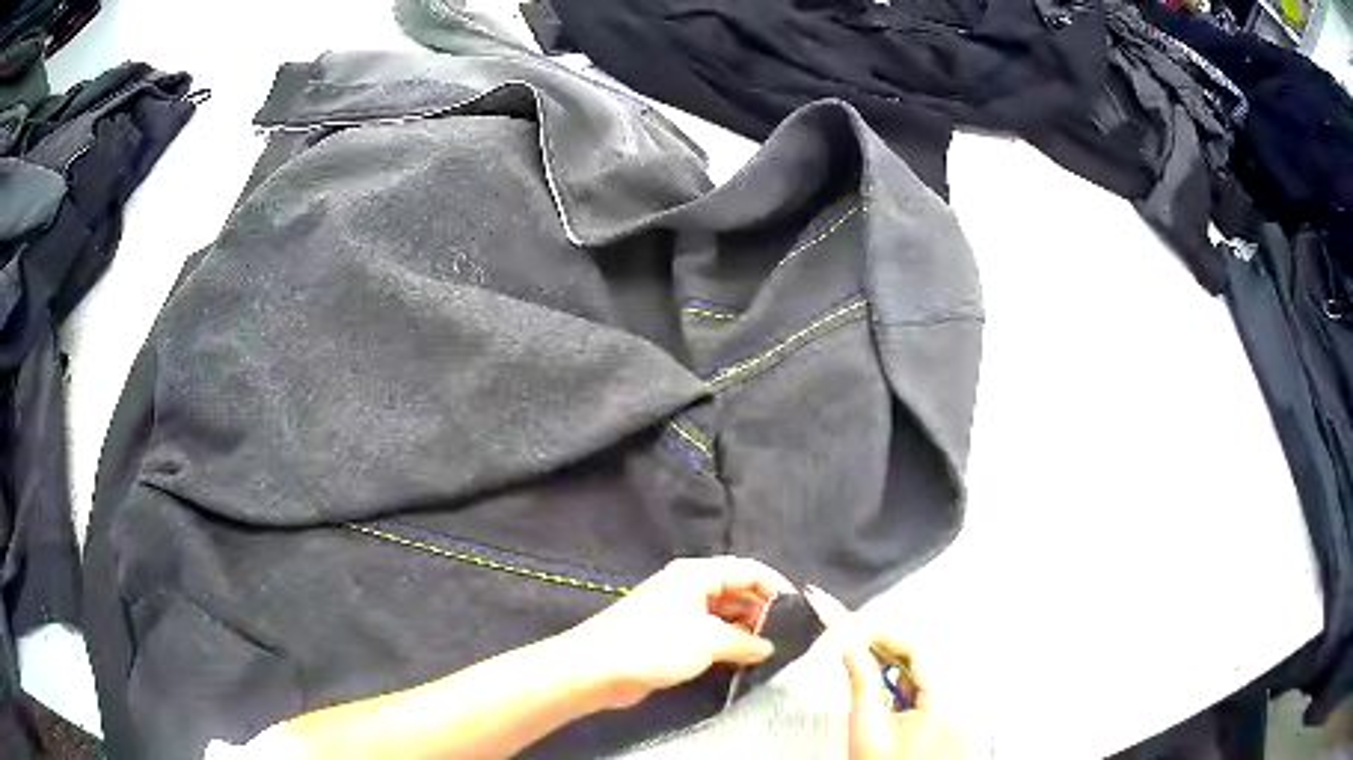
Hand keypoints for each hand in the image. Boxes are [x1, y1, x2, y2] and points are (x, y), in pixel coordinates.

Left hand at [561, 556, 793, 708]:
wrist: (596, 670)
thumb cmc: (652, 646)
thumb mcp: (707, 641)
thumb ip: (744, 641)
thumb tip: (769, 646)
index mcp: (697, 574)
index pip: (749, 569)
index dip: (777, 587)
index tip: (801, 610)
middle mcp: (689, 587)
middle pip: (738, 590)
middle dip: (763, 610)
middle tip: (788, 636)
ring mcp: (679, 611)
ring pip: (725, 613)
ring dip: (746, 629)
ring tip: (770, 650)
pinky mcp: (671, 636)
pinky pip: (710, 632)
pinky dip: (728, 642)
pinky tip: (744, 659)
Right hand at [803, 585, 966, 759]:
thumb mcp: (868, 729)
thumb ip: (862, 680)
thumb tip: (848, 642)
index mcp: (946, 701)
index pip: (918, 648)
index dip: (883, 634)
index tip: (852, 627)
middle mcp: (963, 701)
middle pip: (926, 657)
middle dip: (888, 649)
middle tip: (854, 645)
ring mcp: (962, 710)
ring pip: (930, 671)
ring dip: (897, 666)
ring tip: (868, 674)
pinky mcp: (957, 718)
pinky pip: (934, 687)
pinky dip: (909, 685)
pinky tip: (890, 695)